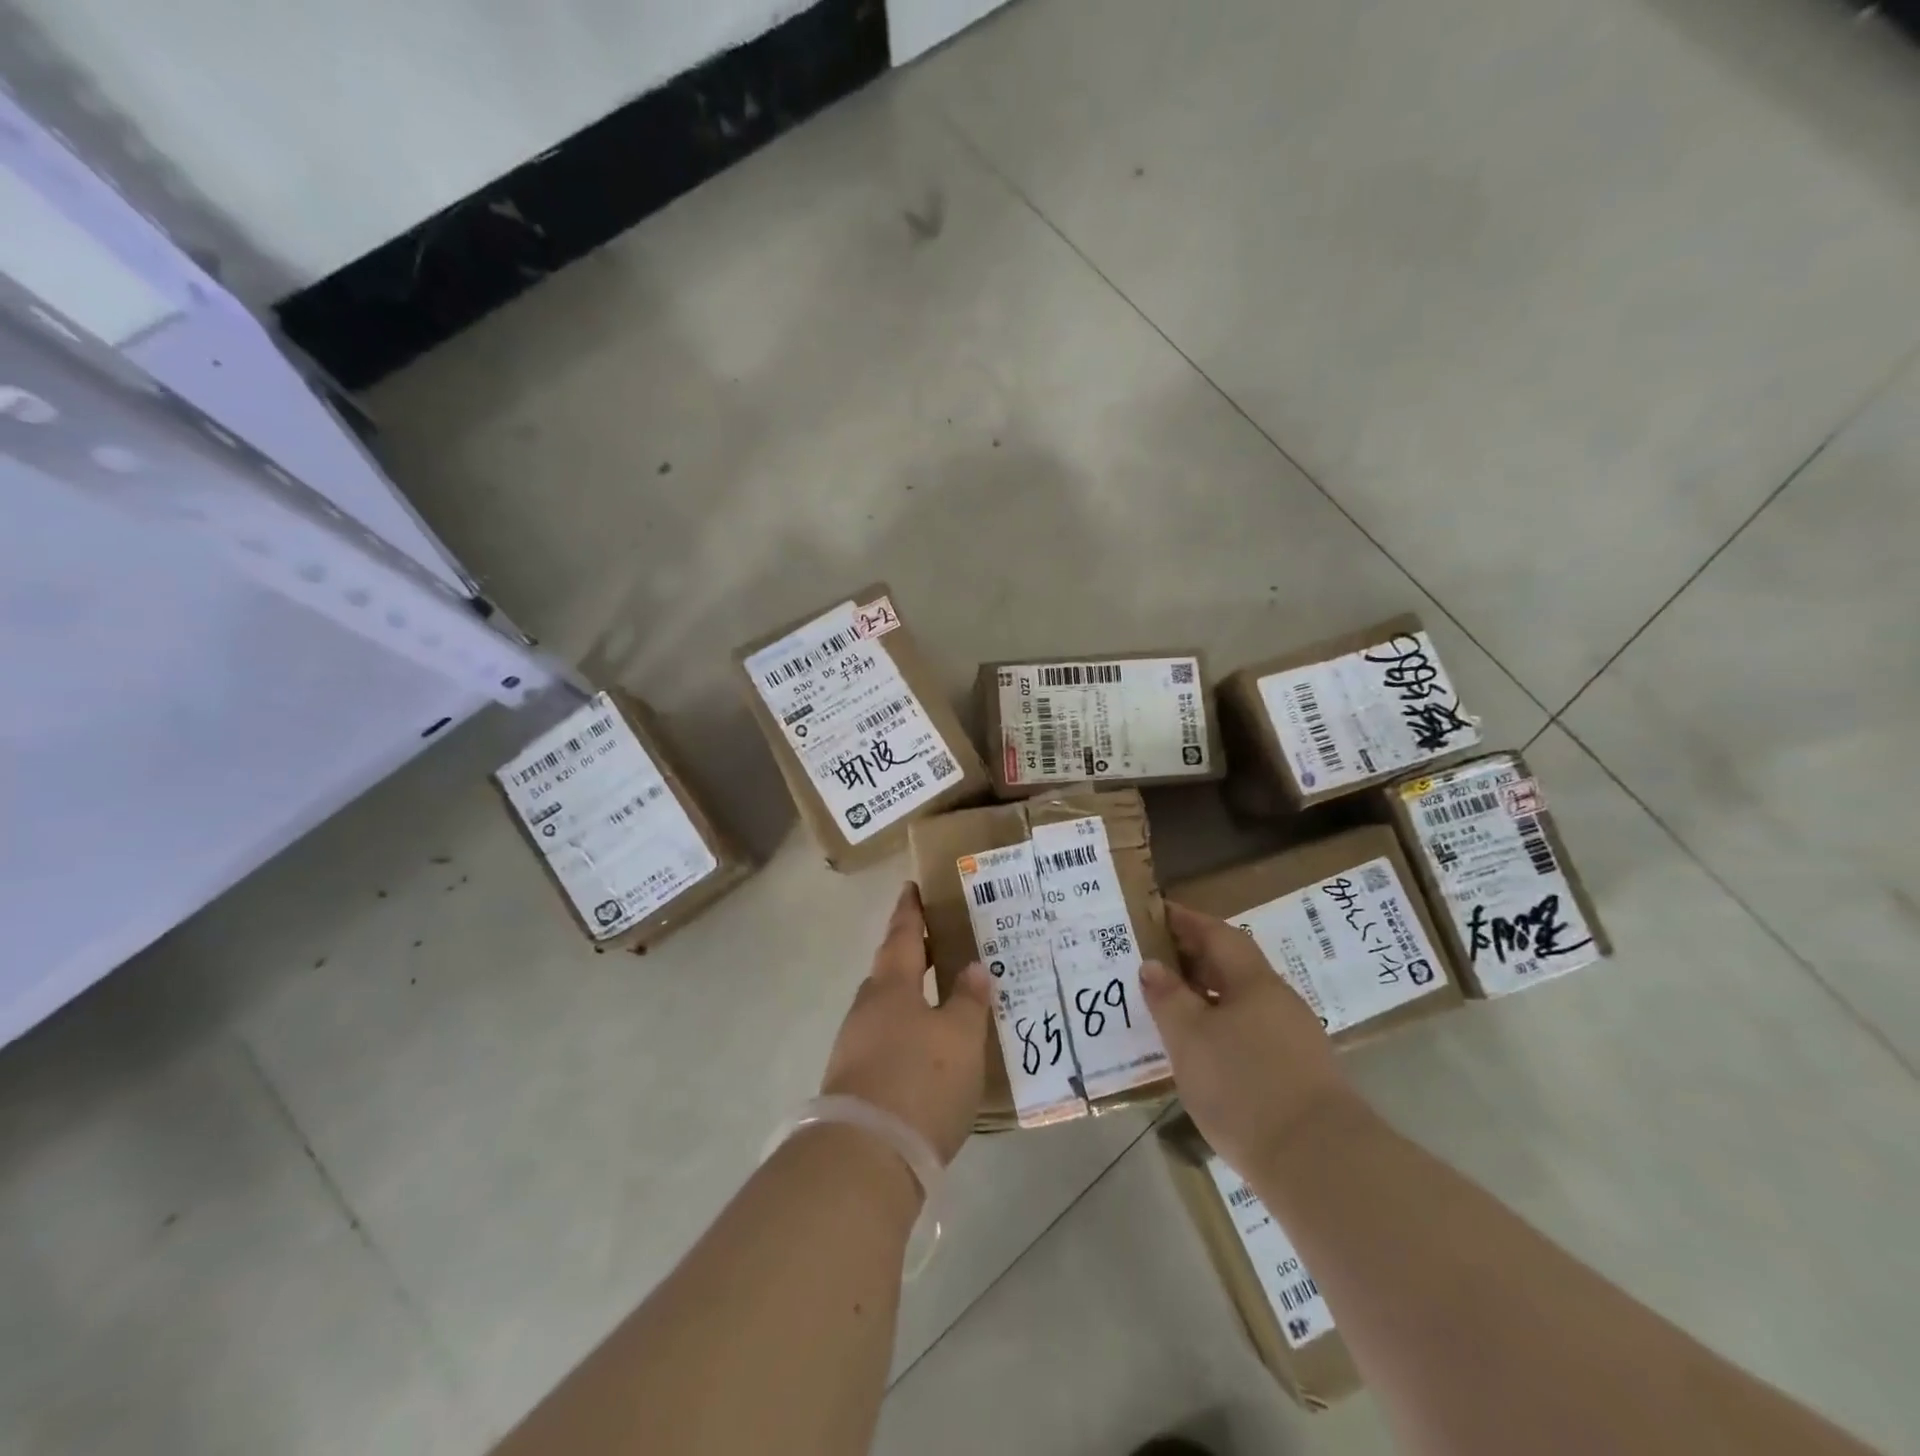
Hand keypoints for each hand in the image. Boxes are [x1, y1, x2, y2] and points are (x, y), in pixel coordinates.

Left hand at [820, 884, 990, 1164]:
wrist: (866, 1156)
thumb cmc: (920, 1081)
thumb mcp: (960, 1038)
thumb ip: (968, 1001)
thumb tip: (973, 967)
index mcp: (892, 986)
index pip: (903, 936)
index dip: (910, 911)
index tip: (911, 887)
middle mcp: (867, 1008)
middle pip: (890, 970)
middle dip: (911, 955)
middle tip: (938, 943)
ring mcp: (855, 1045)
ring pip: (886, 1008)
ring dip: (909, 997)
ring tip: (939, 998)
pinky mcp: (854, 1081)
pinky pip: (884, 1040)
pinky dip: (905, 1033)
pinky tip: (925, 1050)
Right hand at [1140, 902, 1352, 1173]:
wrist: (1318, 1162)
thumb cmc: (1244, 1086)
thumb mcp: (1190, 1038)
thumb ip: (1168, 997)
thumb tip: (1153, 965)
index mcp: (1254, 981)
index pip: (1217, 934)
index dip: (1186, 920)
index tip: (1155, 912)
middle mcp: (1277, 1001)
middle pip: (1231, 965)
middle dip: (1192, 957)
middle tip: (1152, 959)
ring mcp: (1292, 1038)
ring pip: (1240, 1001)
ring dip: (1205, 995)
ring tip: (1168, 1004)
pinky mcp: (1296, 1073)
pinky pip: (1249, 1031)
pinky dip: (1220, 1027)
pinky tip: (1200, 1049)